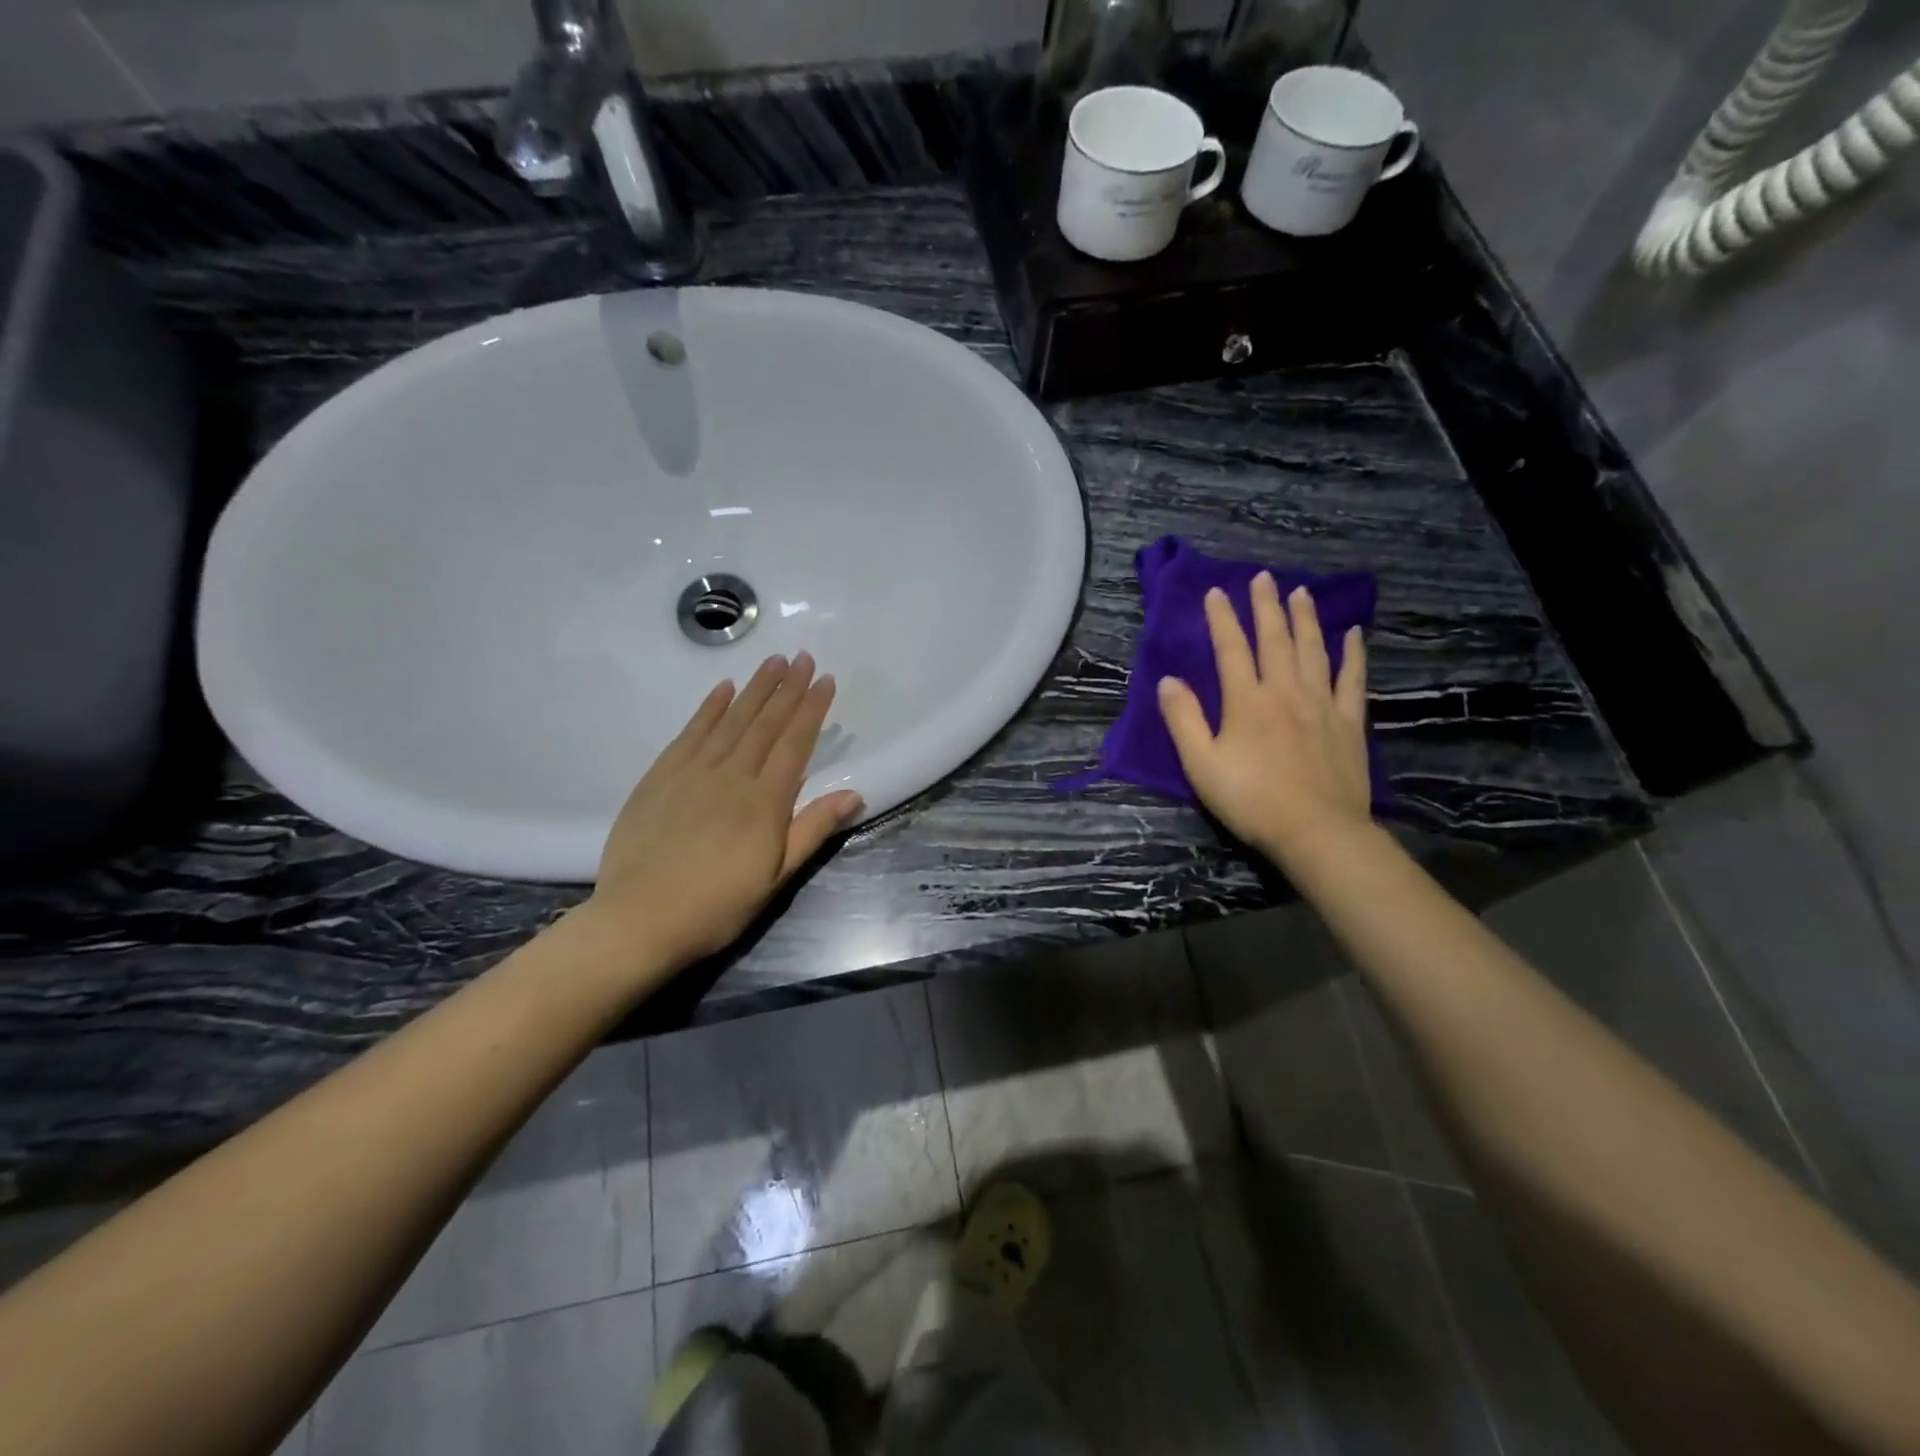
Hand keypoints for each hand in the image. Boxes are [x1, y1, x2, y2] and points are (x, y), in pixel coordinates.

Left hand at [581, 653, 862, 974]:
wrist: (639, 920)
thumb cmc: (717, 906)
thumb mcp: (776, 877)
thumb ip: (812, 830)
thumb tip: (854, 793)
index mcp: (764, 802)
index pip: (795, 743)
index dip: (812, 710)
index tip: (825, 680)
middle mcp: (731, 775)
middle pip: (765, 723)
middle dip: (787, 688)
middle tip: (802, 657)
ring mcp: (692, 772)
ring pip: (730, 720)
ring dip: (754, 689)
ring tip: (772, 662)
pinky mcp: (660, 777)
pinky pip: (690, 733)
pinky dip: (708, 708)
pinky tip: (722, 690)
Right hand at [1157, 573, 1373, 867]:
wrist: (1316, 831)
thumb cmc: (1250, 800)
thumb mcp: (1201, 765)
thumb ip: (1184, 720)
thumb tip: (1169, 680)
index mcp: (1246, 701)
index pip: (1231, 648)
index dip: (1222, 618)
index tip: (1216, 592)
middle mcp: (1284, 691)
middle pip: (1275, 639)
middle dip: (1265, 606)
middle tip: (1262, 577)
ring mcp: (1321, 704)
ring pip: (1312, 650)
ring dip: (1305, 618)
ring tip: (1300, 592)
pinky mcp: (1348, 722)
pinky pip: (1351, 679)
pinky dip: (1351, 654)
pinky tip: (1352, 634)